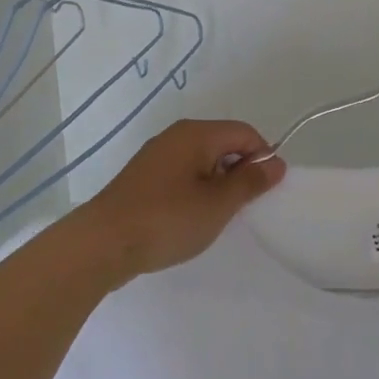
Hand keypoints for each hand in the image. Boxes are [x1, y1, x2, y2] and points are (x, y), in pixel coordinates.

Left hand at [63, 119, 284, 285]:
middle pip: (223, 145)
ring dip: (217, 187)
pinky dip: (195, 194)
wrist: (102, 244)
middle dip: (239, 173)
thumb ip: (251, 181)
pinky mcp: (143, 180)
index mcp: (196, 134)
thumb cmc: (168, 219)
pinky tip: (190, 220)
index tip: (263, 192)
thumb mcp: (219, 203)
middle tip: (240, 208)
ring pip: (203, 163)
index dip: (262, 158)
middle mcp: (175, 137)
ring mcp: (156, 158)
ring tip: (214, 217)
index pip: (245, 133)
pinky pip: (183, 178)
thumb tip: (276, 163)